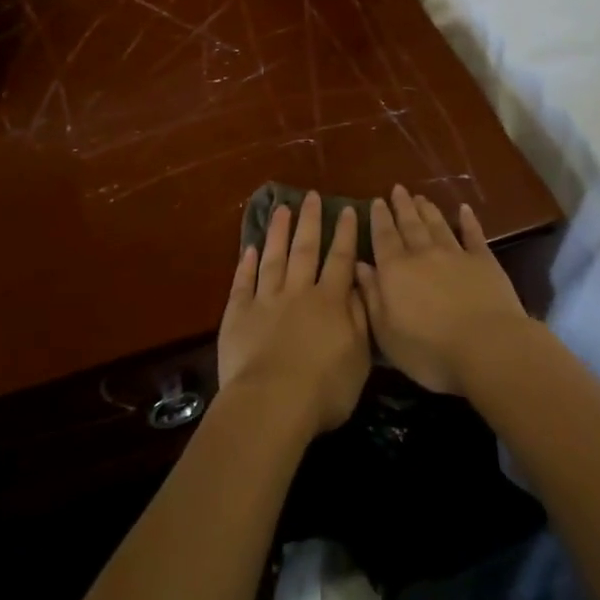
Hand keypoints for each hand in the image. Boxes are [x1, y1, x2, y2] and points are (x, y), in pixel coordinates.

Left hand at [218, 192, 370, 437]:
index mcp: (330, 301)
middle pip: (305, 249)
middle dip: (310, 221)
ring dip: (278, 232)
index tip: (346, 209)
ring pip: (273, 257)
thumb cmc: (324, 389)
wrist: (271, 403)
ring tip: (281, 208)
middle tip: (311, 196)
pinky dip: (246, 264)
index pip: (340, 259)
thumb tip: (360, 286)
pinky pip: (243, 282)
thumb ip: (360, 319)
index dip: (344, 234)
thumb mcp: (358, 358)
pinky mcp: (238, 314)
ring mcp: (266, 300)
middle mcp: (298, 291)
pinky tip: (249, 248)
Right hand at [357, 186, 527, 395]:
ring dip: (428, 210)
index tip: (376, 201)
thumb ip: (372, 297)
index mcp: (395, 271)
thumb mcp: (387, 333)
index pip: (383, 238)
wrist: (487, 348)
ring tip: (420, 197)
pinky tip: (464, 210)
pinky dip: (468, 221)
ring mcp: (455, 254)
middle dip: (401, 206)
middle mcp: (423, 254)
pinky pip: (473, 235)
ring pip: (437, 225)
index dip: (379, 219)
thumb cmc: (430, 350)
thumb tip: (360, 266)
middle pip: (410, 225)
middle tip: (397, 189)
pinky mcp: (484, 261)